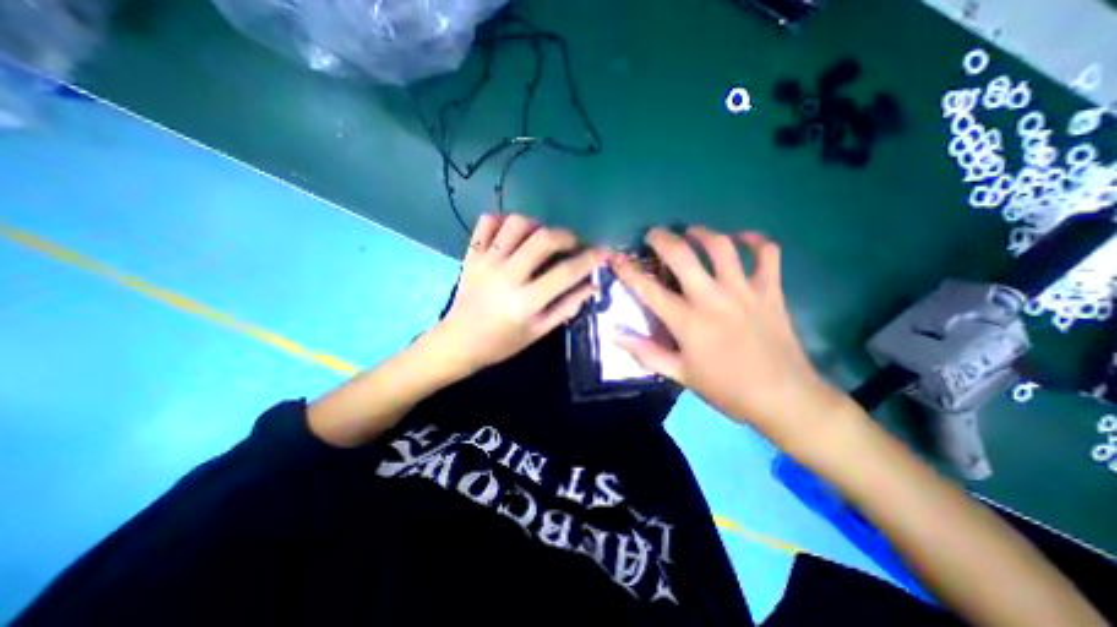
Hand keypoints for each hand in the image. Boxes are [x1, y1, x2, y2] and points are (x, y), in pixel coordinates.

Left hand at [439, 212, 609, 374]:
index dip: (590, 259)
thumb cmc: (502, 343)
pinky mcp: (471, 255)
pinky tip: (513, 233)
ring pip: (516, 223)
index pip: (566, 272)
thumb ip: (567, 307)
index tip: (604, 251)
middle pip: (543, 239)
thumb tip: (592, 285)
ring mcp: (486, 262)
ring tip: (541, 238)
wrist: (458, 342)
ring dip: (537, 225)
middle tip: (573, 244)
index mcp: (525, 301)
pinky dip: (503, 220)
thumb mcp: (539, 331)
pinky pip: (487, 222)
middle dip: (567, 236)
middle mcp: (506, 276)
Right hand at [609, 228, 847, 437]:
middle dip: (662, 239)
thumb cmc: (726, 388)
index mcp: (687, 321)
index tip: (615, 258)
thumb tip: (615, 334)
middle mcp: (712, 298)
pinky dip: (756, 241)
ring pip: (721, 247)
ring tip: (691, 232)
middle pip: (682, 255)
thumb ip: (645, 352)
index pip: (648, 289)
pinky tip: (743, 239)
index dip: (627, 271)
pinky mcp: (771, 290)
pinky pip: (767, 254)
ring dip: (702, 233)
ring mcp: (744, 291)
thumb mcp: (679, 374)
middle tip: (654, 235)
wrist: (782, 397)